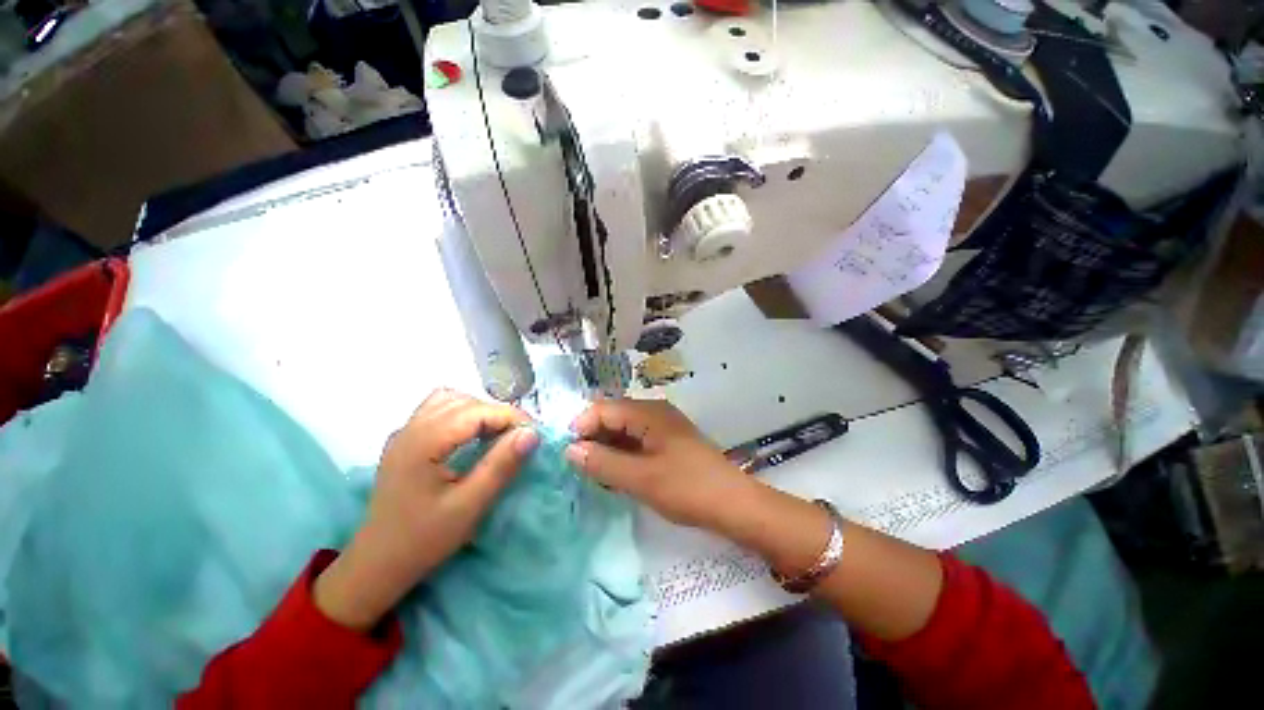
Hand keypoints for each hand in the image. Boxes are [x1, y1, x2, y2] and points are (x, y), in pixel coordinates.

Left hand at [314, 389, 538, 629]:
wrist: (378, 564)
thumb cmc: (424, 538)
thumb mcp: (469, 505)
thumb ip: (501, 465)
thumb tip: (532, 434)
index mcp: (424, 442)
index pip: (478, 411)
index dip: (511, 417)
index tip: (535, 435)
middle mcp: (411, 428)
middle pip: (465, 401)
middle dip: (498, 414)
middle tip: (520, 438)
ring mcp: (405, 432)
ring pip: (451, 400)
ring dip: (480, 411)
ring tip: (497, 434)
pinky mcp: (405, 440)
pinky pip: (439, 410)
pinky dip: (462, 414)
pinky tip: (471, 435)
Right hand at [566, 399, 754, 532]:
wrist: (734, 504)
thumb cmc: (687, 488)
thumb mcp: (640, 478)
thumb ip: (603, 462)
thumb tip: (569, 450)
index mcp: (648, 412)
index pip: (603, 408)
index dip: (581, 427)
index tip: (566, 454)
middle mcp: (654, 412)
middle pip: (613, 417)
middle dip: (593, 439)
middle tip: (579, 468)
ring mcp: (663, 427)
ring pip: (624, 431)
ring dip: (607, 449)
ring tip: (595, 475)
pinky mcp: (668, 442)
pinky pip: (637, 442)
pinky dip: (623, 455)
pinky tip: (616, 475)